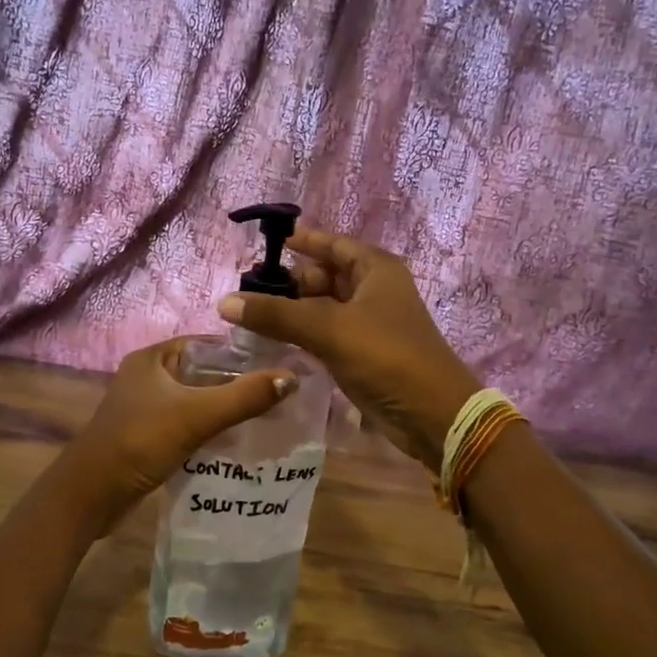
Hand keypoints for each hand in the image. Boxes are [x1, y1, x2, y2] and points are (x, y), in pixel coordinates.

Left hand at [62, 337, 295, 513]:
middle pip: (204, 373)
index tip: (281, 364)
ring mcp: (146, 407)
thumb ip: (244, 397)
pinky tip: (238, 441)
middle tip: (281, 394)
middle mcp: (148, 376)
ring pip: (197, 400)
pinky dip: (211, 429)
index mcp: (153, 358)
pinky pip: (188, 424)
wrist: (91, 496)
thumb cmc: (140, 442)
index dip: (243, 352)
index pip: (208, 344)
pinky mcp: (148, 435)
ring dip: (226, 408)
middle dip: (239, 383)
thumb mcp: (196, 415)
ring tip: (268, 417)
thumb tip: (292, 378)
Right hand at [217, 228, 480, 470]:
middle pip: (325, 275)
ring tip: (253, 314)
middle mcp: (374, 290)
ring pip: (323, 306)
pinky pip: (326, 333)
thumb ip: (276, 314)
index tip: (268, 243)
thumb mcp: (328, 329)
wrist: (431, 415)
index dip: (303, 241)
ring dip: (294, 309)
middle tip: (249, 289)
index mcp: (375, 269)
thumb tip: (225, 302)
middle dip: (290, 281)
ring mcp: (370, 323)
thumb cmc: (385, 356)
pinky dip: (303, 333)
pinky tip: (275, 339)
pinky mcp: (364, 353)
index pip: (333, 244)